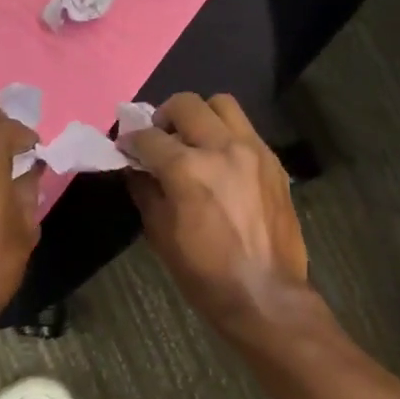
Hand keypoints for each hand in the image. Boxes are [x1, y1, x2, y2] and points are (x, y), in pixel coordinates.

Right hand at [123, 93, 312, 337]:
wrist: (266, 294)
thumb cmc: (205, 273)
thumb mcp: (160, 234)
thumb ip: (145, 190)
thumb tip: (135, 167)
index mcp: (188, 169)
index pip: (149, 137)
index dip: (130, 140)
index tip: (125, 148)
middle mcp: (222, 148)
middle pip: (186, 104)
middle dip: (164, 117)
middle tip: (159, 139)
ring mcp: (253, 150)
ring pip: (222, 104)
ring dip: (200, 115)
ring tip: (193, 140)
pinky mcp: (273, 161)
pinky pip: (245, 129)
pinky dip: (226, 134)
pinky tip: (221, 161)